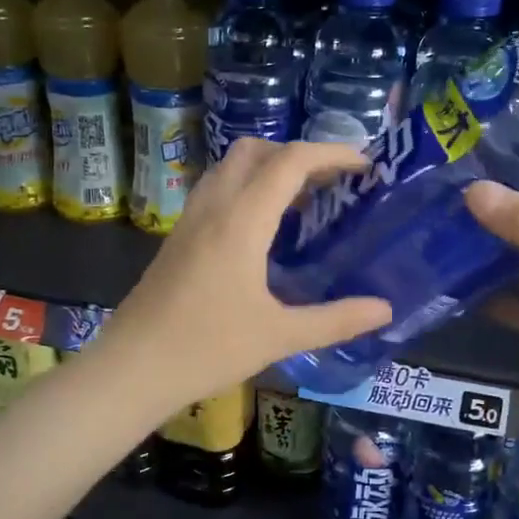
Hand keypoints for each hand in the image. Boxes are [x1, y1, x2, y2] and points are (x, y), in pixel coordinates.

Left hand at [99, 140, 392, 414]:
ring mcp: (190, 219)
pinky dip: (246, 188)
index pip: (290, 161)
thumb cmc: (208, 349)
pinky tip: (263, 230)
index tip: (365, 165)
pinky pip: (216, 190)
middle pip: (256, 150)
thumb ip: (336, 319)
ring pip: (230, 167)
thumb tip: (385, 309)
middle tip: (332, 184)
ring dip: (269, 168)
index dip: (332, 153)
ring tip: (303, 202)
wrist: (133, 367)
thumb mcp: (280, 336)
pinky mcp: (177, 237)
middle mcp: (213, 207)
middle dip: (298, 154)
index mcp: (241, 220)